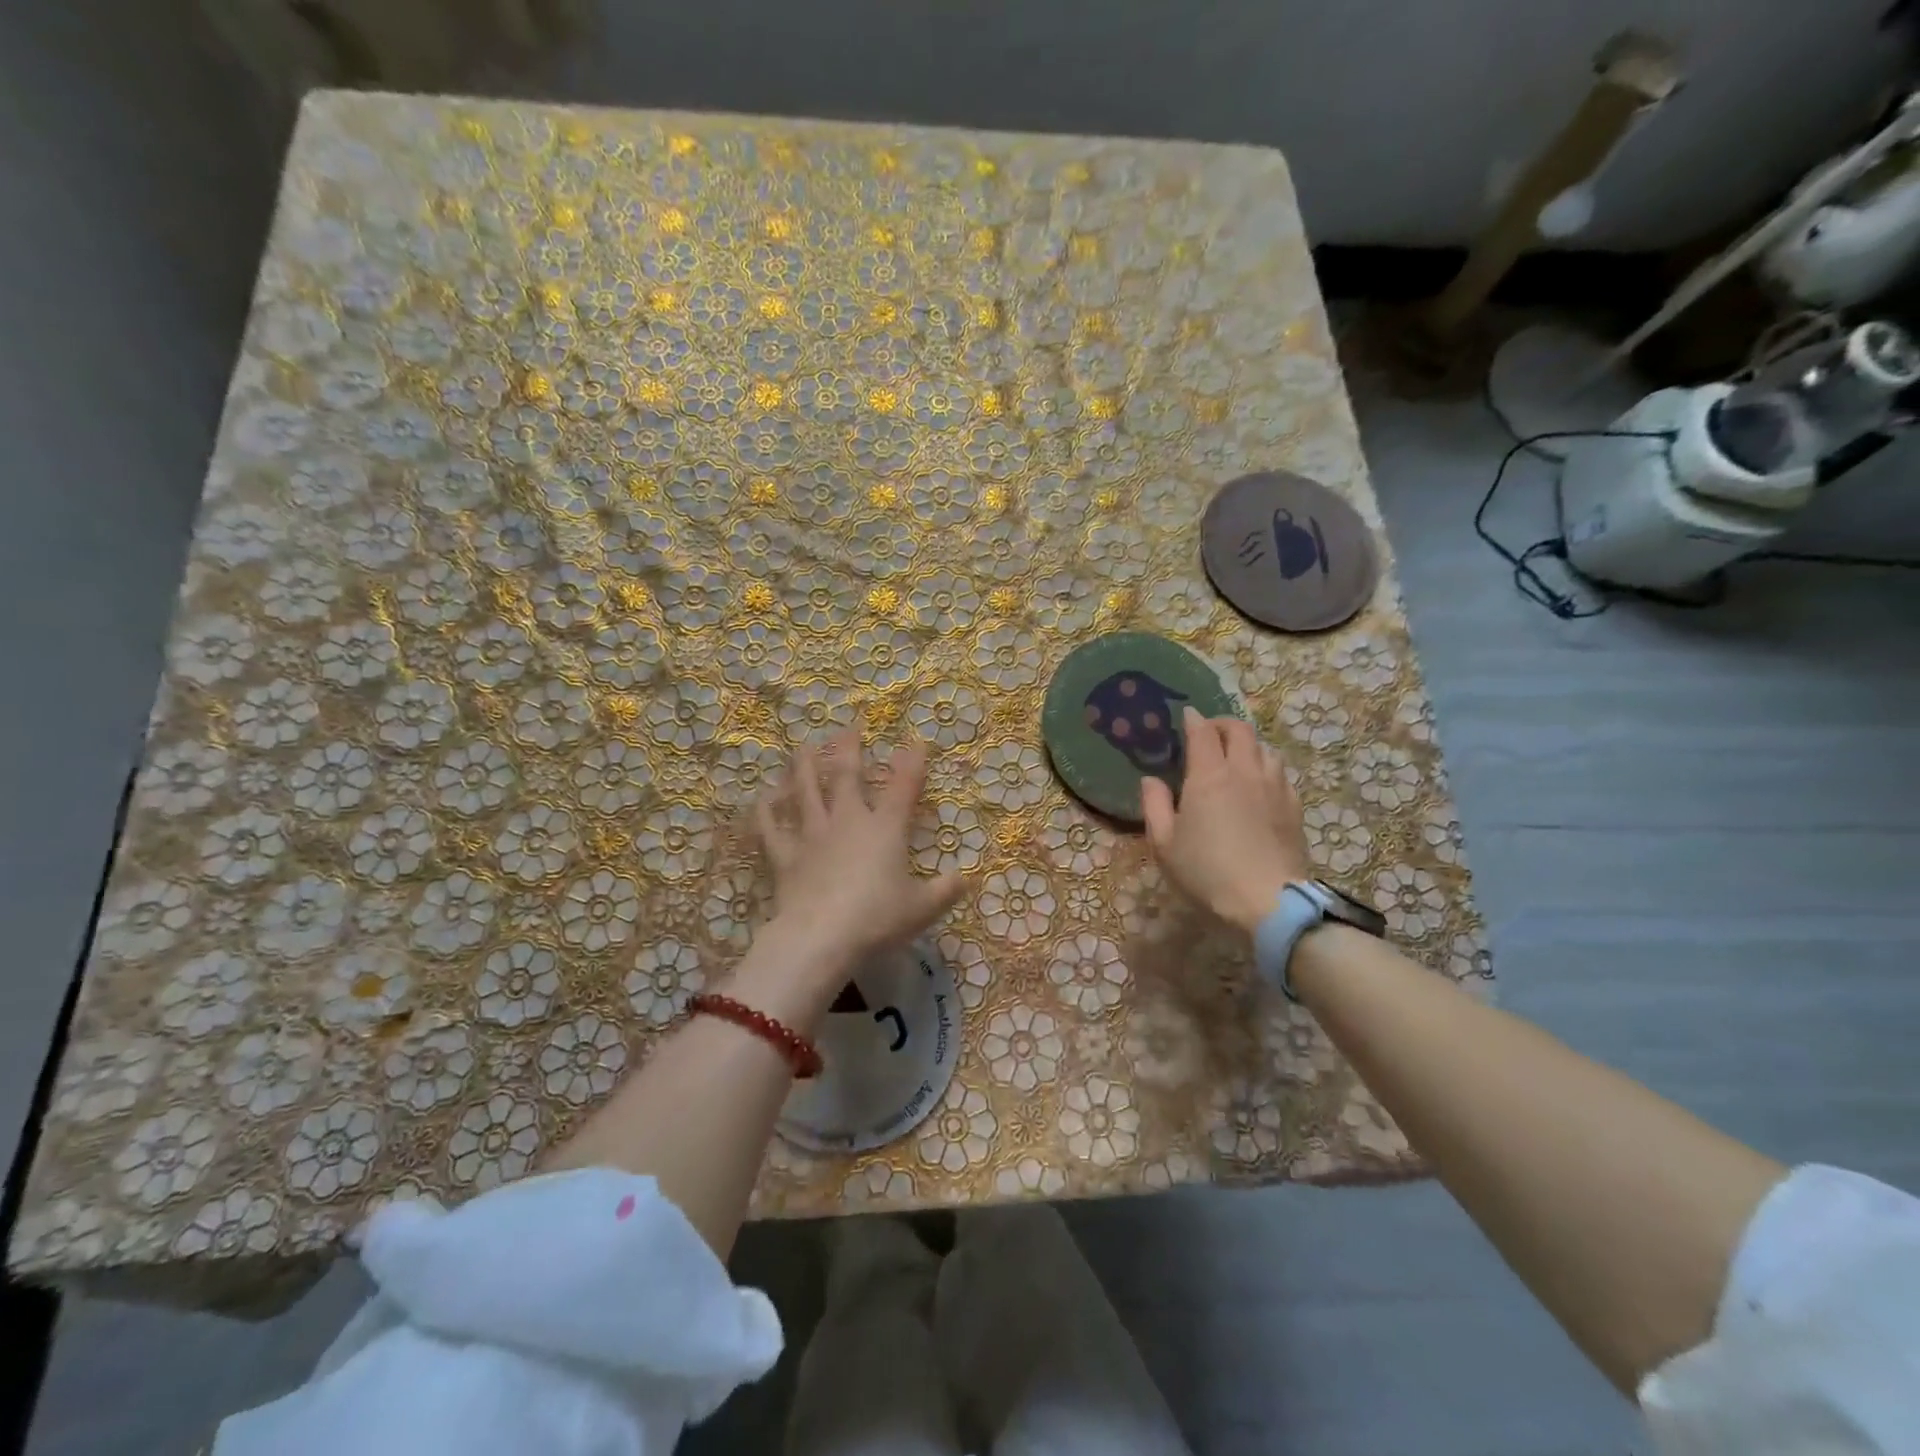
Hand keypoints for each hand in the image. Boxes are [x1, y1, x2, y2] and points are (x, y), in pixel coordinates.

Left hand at [755, 727, 964, 970]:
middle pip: (847, 777)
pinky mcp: (786, 857)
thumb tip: (966, 879)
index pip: (903, 787)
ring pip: (806, 793)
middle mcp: (848, 822)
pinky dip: (766, 814)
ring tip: (804, 748)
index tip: (916, 741)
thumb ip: (945, 891)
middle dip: (850, 750)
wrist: (821, 937)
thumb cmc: (877, 918)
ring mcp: (813, 836)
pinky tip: (761, 800)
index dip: (912, 762)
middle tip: (848, 728)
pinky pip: (772, 830)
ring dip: (805, 768)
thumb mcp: (922, 908)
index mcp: (885, 829)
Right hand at [1140, 708, 1311, 932]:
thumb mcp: (1164, 844)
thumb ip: (1154, 806)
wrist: (1268, 902)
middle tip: (1209, 734)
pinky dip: (1266, 768)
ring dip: (1247, 745)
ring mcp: (1274, 787)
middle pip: (1240, 730)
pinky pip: (1280, 773)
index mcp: (1209, 775)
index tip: (1185, 717)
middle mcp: (1244, 771)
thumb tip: (1150, 780)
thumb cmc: (1206, 872)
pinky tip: (1259, 785)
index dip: (1193, 720)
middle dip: (1222, 724)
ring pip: (1264, 748)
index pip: (1202, 731)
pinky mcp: (1294, 806)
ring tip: (1235, 758)